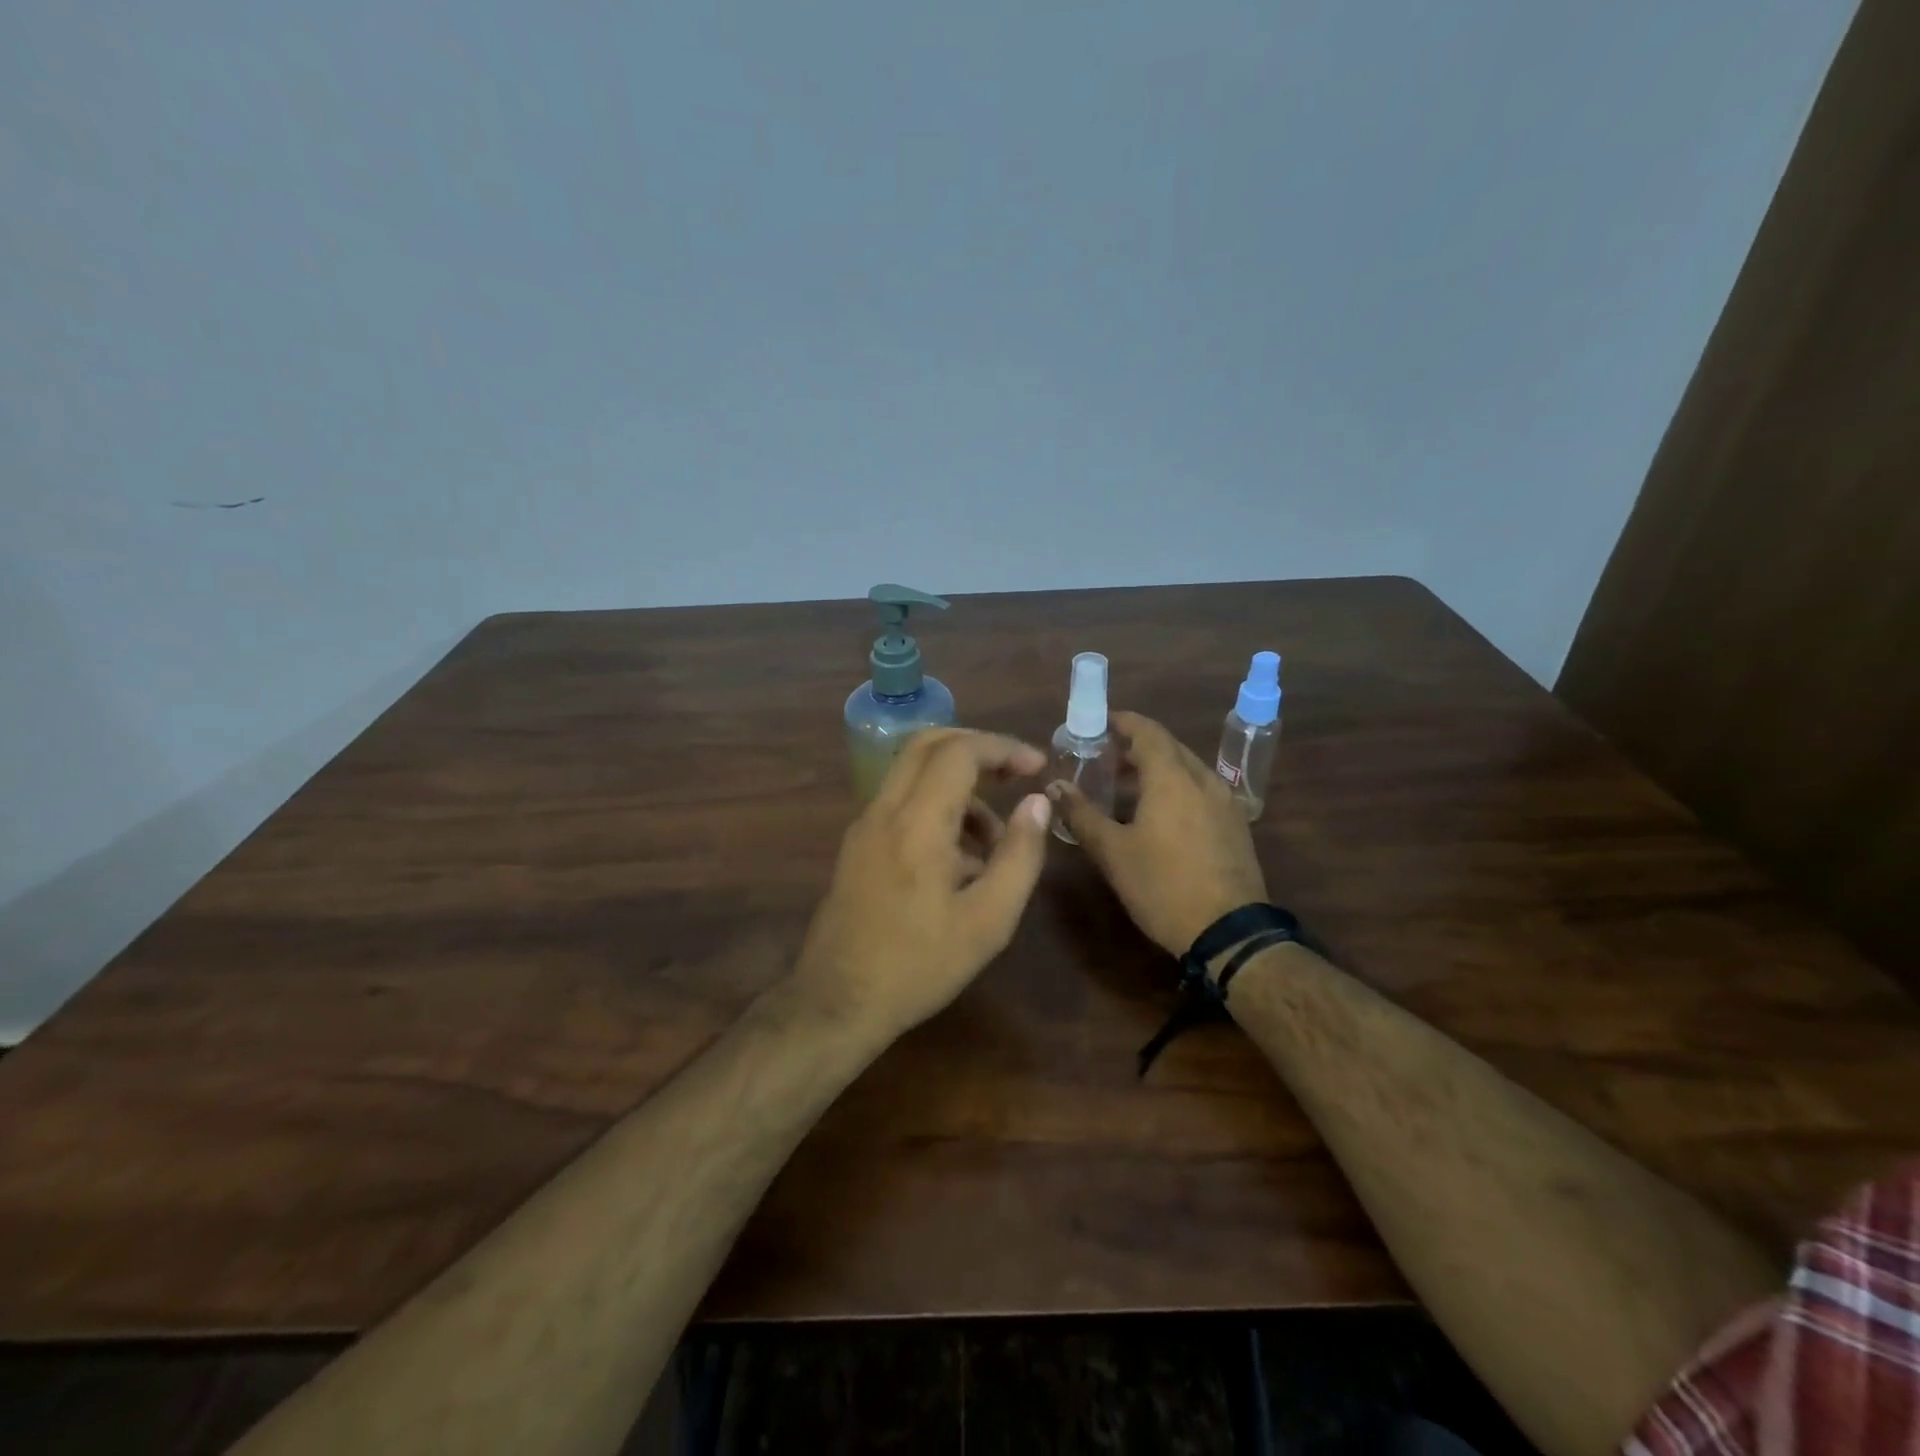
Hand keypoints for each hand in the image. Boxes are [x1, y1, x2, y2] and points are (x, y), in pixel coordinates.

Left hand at [793, 729, 1053, 1039]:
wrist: (837, 1003)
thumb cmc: (919, 965)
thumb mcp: (988, 920)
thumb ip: (1019, 856)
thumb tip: (1037, 803)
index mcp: (917, 823)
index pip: (959, 752)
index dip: (1003, 748)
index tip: (1037, 768)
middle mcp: (884, 810)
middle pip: (928, 744)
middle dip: (977, 749)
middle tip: (1015, 774)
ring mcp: (864, 826)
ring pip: (913, 774)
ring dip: (959, 787)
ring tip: (995, 845)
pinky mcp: (857, 845)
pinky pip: (901, 803)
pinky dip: (937, 809)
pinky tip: (961, 863)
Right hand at [1049, 711, 1267, 956]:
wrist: (1229, 932)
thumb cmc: (1163, 886)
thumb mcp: (1112, 852)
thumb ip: (1082, 814)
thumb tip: (1055, 786)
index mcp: (1172, 778)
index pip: (1147, 731)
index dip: (1122, 722)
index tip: (1098, 723)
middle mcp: (1203, 780)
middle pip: (1169, 747)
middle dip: (1136, 746)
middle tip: (1104, 759)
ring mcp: (1225, 802)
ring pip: (1187, 769)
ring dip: (1157, 768)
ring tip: (1126, 787)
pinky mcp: (1236, 825)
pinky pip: (1201, 790)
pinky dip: (1176, 787)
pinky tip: (1159, 814)